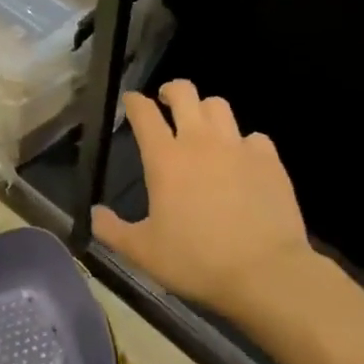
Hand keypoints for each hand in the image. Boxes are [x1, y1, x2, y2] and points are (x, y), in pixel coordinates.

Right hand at [91, 80, 328, 320]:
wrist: (266, 273)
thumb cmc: (196, 261)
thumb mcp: (143, 252)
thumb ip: (112, 230)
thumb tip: (94, 214)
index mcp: (165, 159)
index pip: (144, 113)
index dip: (134, 102)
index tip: (131, 101)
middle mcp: (200, 142)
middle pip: (184, 93)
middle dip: (171, 91)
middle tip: (166, 102)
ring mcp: (238, 148)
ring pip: (219, 106)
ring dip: (205, 110)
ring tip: (202, 126)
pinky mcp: (269, 161)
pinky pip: (254, 137)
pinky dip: (243, 142)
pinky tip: (241, 160)